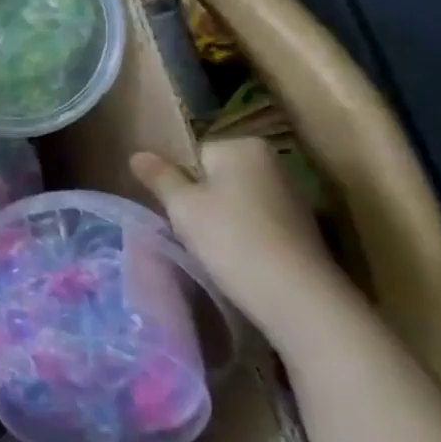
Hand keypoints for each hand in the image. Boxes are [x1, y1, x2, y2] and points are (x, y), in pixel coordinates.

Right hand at [131, 137, 351, 341]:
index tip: (179, 209)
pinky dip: (244, 234)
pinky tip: (239, 256)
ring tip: (214, 247)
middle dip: (200, 199)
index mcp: (243, 146)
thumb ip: (158, 176)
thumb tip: (138, 154)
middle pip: (216, 176)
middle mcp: (273, 162)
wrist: (296, 295)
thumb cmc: (230, 238)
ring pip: (235, 200)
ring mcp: (292, 194)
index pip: (194, 154)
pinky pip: (256, 220)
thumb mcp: (181, 205)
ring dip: (221, 218)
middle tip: (191, 229)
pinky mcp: (302, 226)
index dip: (180, 182)